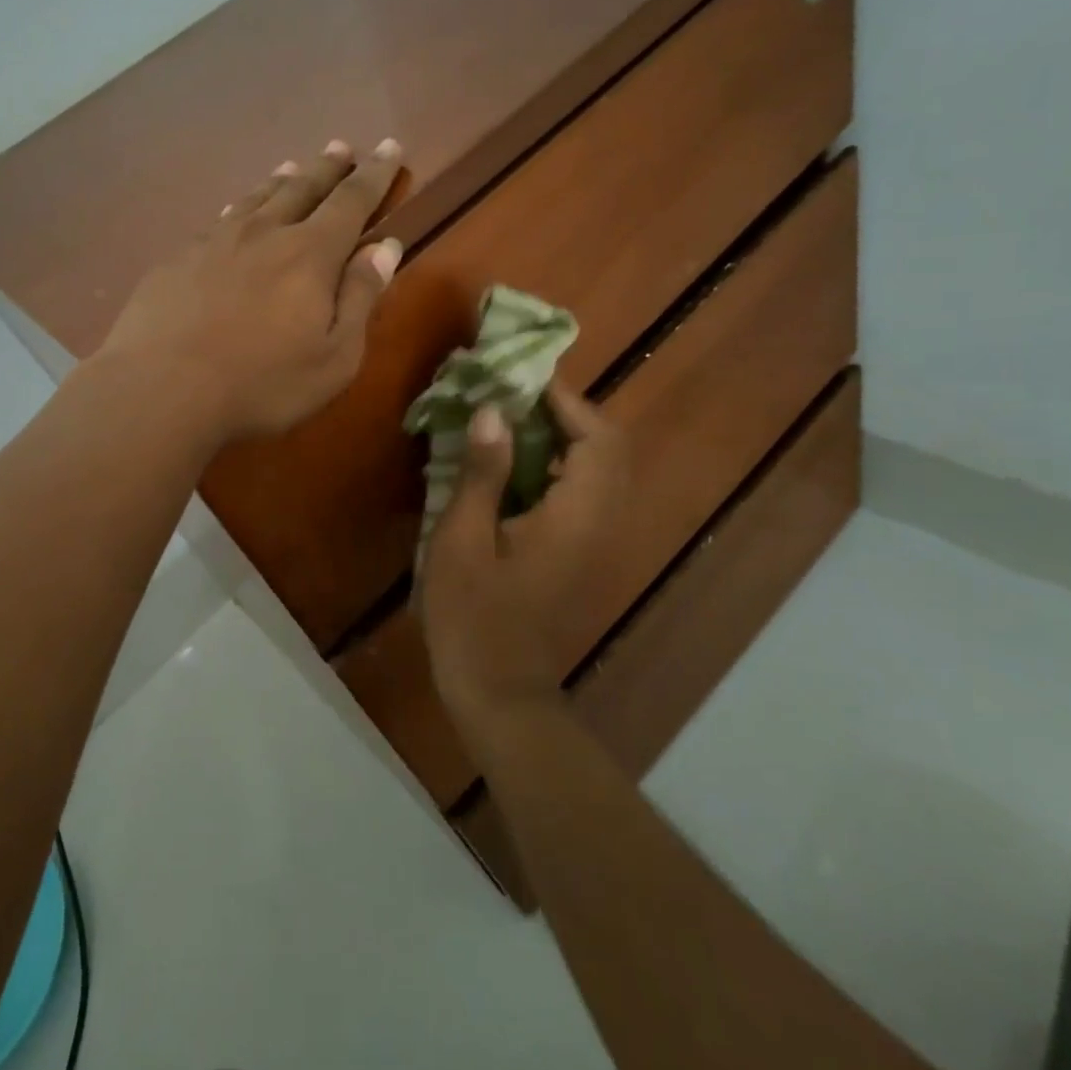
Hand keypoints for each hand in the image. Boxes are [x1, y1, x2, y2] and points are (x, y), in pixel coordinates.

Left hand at [96, 139, 404, 443]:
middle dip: (327, 168)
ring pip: (256, 198)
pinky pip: (219, 220)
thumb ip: (360, 297)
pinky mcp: (178, 258)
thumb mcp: (334, 357)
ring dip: (280, 181)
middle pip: (303, 188)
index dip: (375, 174)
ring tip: (291, 168)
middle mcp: (264, 233)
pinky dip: (238, 208)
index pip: (352, 201)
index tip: (390, 146)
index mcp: (310, 254)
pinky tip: (233, 214)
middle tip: (340, 148)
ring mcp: (215, 241)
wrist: (161, 388)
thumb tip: (384, 247)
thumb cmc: (261, 383)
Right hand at [419, 385, 625, 732]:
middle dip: (569, 412)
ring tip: (512, 418)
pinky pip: (582, 492)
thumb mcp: (462, 541)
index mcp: (575, 515)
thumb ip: (482, 473)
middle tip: (518, 393)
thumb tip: (494, 411)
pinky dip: (558, 465)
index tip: (524, 375)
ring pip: (598, 470)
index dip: (566, 399)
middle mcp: (598, 522)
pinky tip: (513, 465)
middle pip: (608, 448)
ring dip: (564, 436)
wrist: (501, 693)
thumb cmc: (474, 617)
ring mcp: (593, 541)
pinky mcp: (579, 554)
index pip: (597, 437)